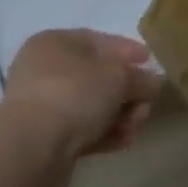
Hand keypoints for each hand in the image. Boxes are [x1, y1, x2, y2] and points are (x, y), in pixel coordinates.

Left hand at [0, 30, 161, 159]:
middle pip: (96, 77)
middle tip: (147, 103)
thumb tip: (153, 81)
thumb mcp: (118, 78)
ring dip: (119, 115)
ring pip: (90, 106)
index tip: (149, 61)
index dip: (126, 49)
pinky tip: (123, 141)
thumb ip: (140, 77)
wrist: (34, 146)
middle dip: (127, 91)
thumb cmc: (75, 94)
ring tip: (136, 126)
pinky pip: (81, 130)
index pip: (96, 40)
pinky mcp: (44, 137)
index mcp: (54, 43)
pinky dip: (103, 133)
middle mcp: (43, 70)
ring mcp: (42, 105)